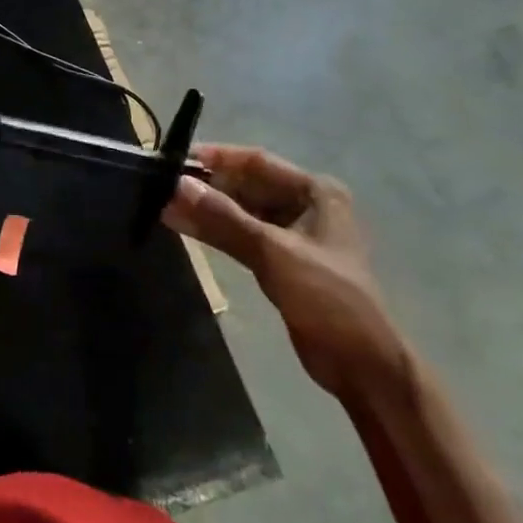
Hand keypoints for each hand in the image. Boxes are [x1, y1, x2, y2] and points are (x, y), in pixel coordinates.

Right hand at [163, 145, 408, 403]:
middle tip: (160, 185)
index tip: (173, 159)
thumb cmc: (327, 298)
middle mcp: (304, 206)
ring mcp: (291, 234)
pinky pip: (240, 234)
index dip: (216, 157)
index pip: (257, 161)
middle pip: (246, 184)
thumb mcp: (273, 253)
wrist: (362, 365)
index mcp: (316, 192)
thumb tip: (175, 186)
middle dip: (206, 185)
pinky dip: (214, 231)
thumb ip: (223, 218)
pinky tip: (184, 227)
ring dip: (206, 209)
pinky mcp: (279, 260)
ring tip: (163, 205)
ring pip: (240, 211)